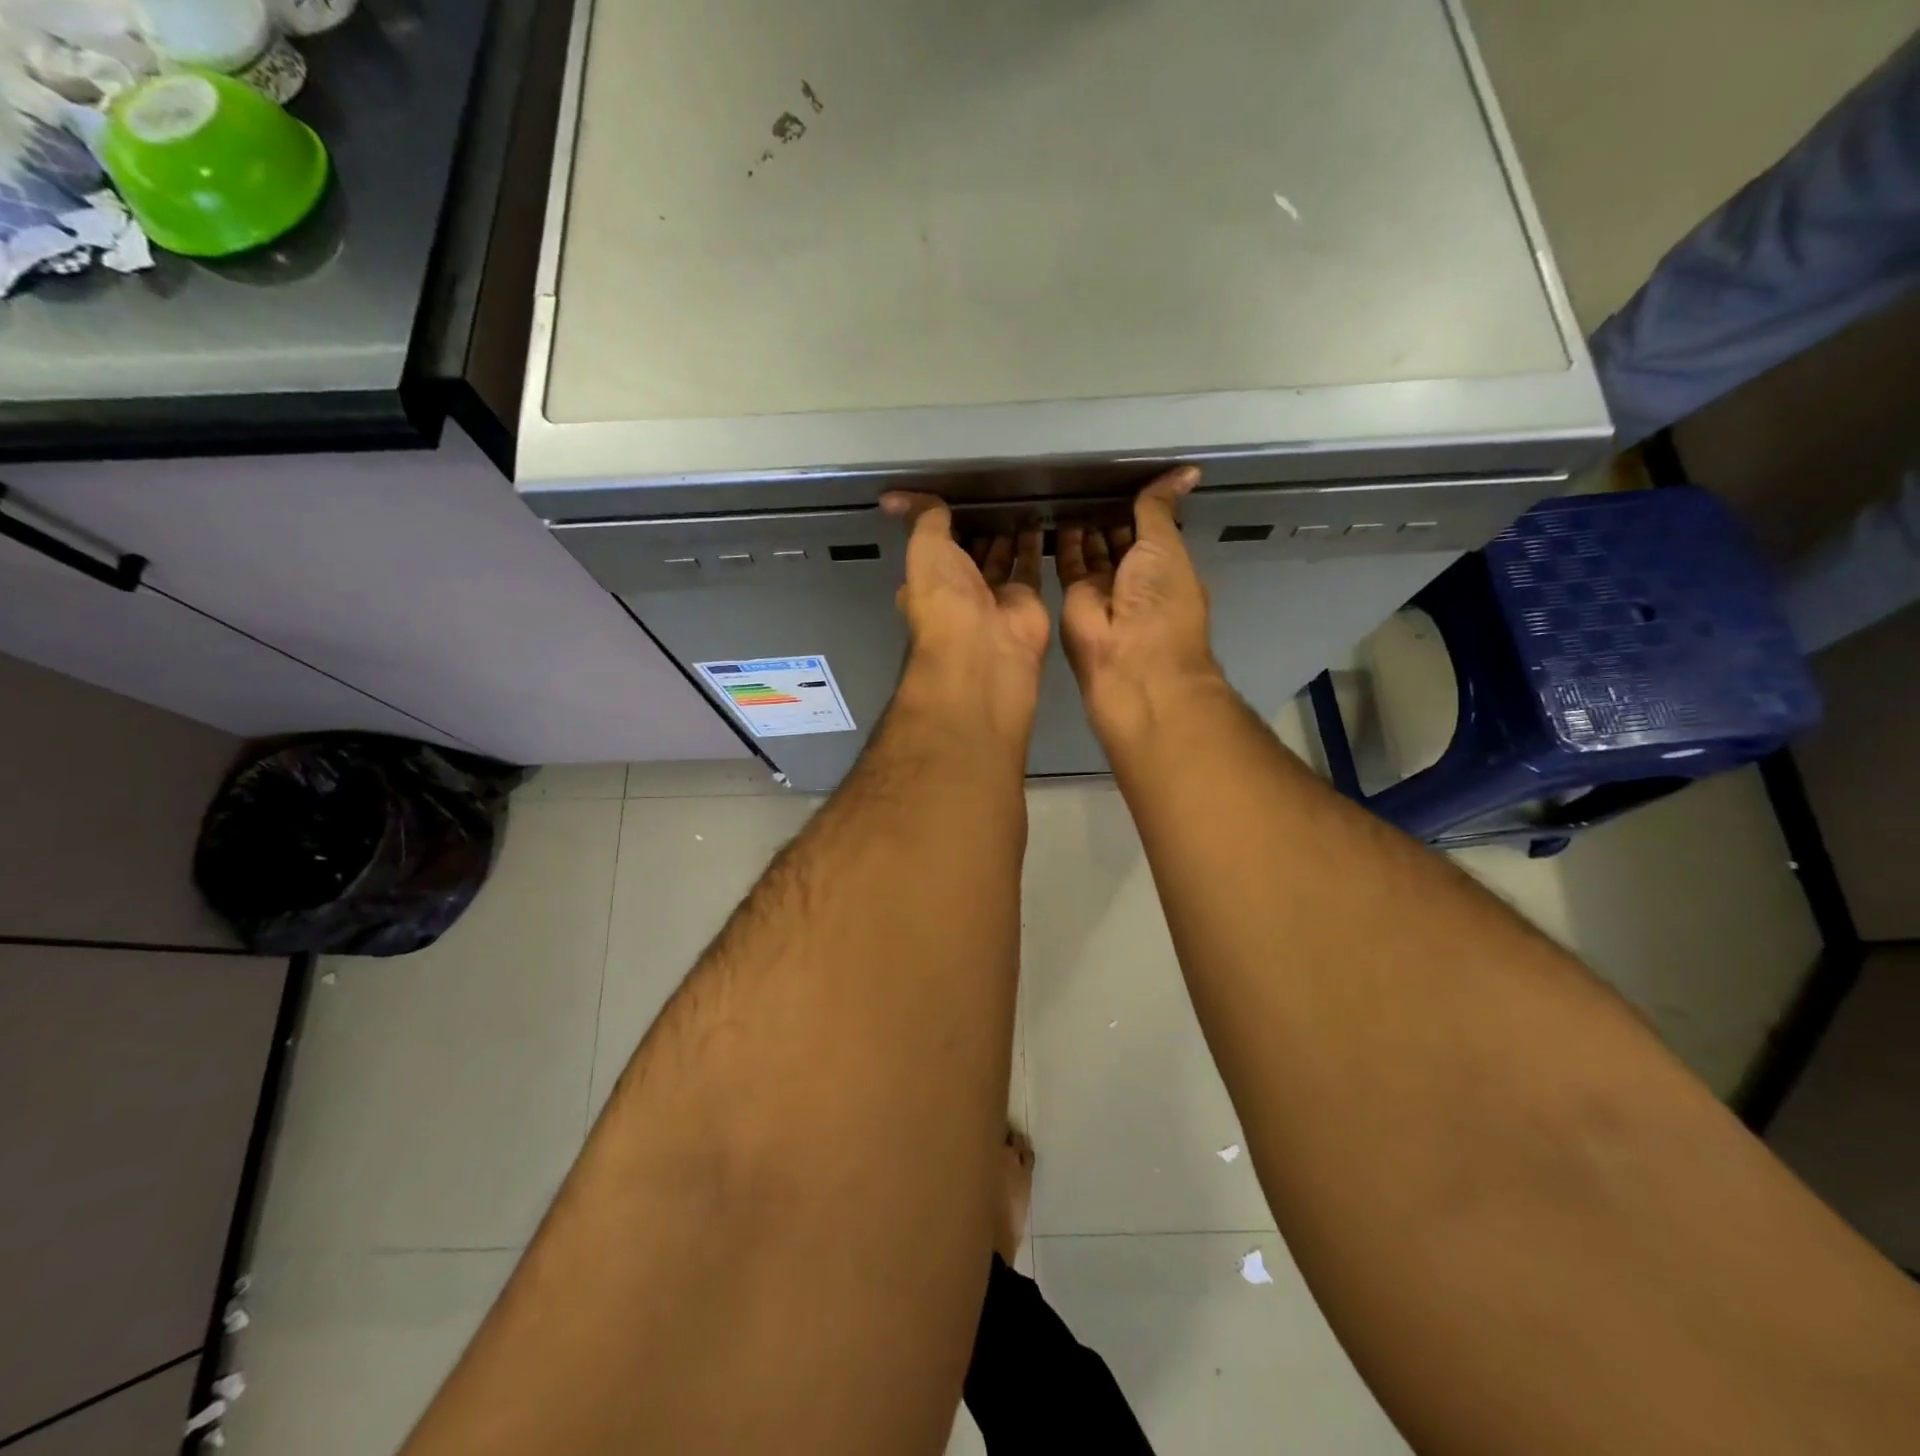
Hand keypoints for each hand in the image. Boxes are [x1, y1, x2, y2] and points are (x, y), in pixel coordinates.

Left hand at [880, 493, 1050, 726]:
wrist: (985, 647)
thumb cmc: (945, 598)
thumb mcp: (924, 548)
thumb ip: (923, 518)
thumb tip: (894, 498)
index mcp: (929, 582)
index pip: (936, 546)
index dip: (943, 521)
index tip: (955, 492)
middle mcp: (960, 592)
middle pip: (971, 551)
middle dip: (980, 525)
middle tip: (994, 488)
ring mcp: (994, 597)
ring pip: (1002, 556)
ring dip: (1009, 531)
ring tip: (1020, 494)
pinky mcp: (1027, 600)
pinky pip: (1031, 565)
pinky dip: (1036, 543)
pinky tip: (1041, 513)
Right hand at [1057, 467, 1219, 740]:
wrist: (1130, 657)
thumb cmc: (1161, 600)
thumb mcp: (1166, 545)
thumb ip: (1160, 508)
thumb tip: (1188, 471)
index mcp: (1167, 568)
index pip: (1152, 530)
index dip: (1142, 506)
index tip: (1128, 476)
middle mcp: (1136, 579)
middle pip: (1120, 540)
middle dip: (1110, 514)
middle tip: (1092, 479)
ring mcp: (1104, 590)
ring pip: (1092, 550)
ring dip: (1085, 525)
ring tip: (1070, 488)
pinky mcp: (1074, 597)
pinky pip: (1067, 562)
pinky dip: (1062, 540)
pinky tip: (1055, 511)